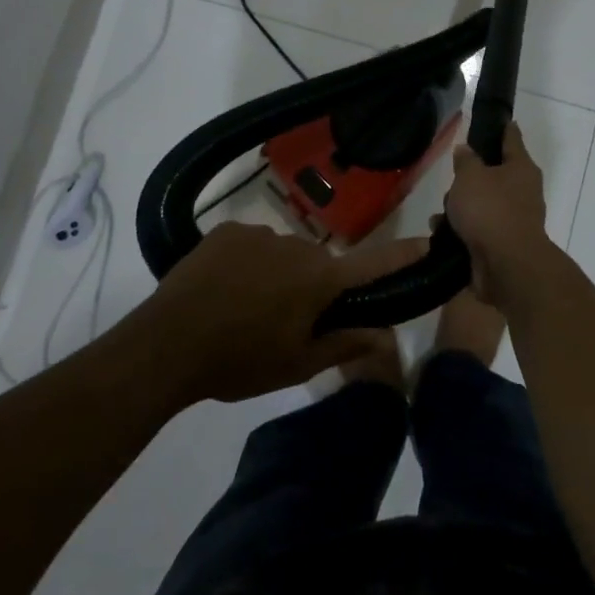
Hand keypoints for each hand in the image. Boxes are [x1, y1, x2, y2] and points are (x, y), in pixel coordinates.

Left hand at [140, 223, 423, 403]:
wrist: (166, 345)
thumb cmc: (240, 361)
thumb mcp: (297, 364)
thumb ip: (345, 344)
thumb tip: (386, 336)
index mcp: (320, 279)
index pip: (373, 264)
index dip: (403, 255)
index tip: (428, 242)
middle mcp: (297, 246)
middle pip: (320, 264)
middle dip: (314, 286)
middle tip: (287, 323)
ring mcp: (259, 233)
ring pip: (284, 254)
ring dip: (278, 274)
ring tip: (246, 309)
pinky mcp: (227, 230)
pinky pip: (252, 244)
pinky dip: (248, 263)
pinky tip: (224, 290)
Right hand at [444, 122, 554, 308]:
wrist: (506, 265)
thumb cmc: (491, 210)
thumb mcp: (470, 176)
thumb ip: (466, 160)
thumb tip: (466, 151)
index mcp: (521, 168)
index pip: (512, 138)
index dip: (503, 128)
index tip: (501, 120)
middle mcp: (522, 191)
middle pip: (493, 175)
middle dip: (469, 178)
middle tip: (452, 181)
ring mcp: (513, 219)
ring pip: (482, 204)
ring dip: (460, 208)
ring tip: (440, 213)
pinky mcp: (501, 244)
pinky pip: (477, 229)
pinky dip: (460, 230)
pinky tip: (441, 233)